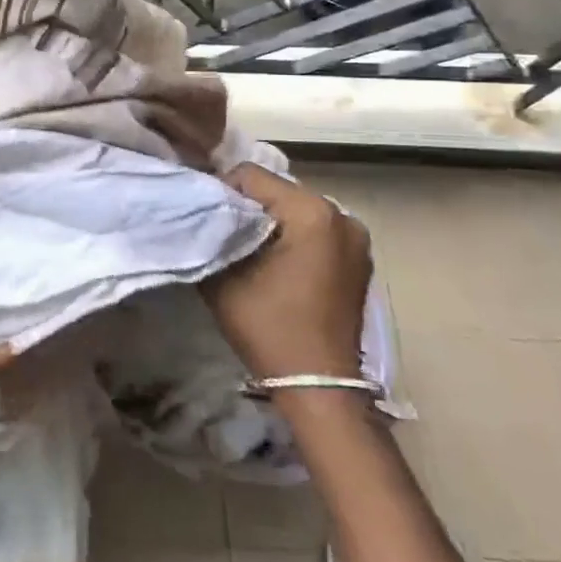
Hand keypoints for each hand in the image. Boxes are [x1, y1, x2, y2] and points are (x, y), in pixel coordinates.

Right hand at [204, 165, 372, 380]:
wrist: (318, 386)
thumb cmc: (269, 326)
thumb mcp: (224, 275)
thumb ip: (211, 232)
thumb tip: (201, 213)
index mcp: (311, 212)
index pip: (251, 176)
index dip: (221, 192)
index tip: (207, 221)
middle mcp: (341, 214)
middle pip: (276, 190)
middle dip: (247, 207)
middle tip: (223, 235)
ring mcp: (356, 238)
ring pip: (295, 210)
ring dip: (270, 223)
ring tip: (248, 251)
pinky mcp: (359, 259)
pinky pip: (315, 230)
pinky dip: (293, 238)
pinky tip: (276, 265)